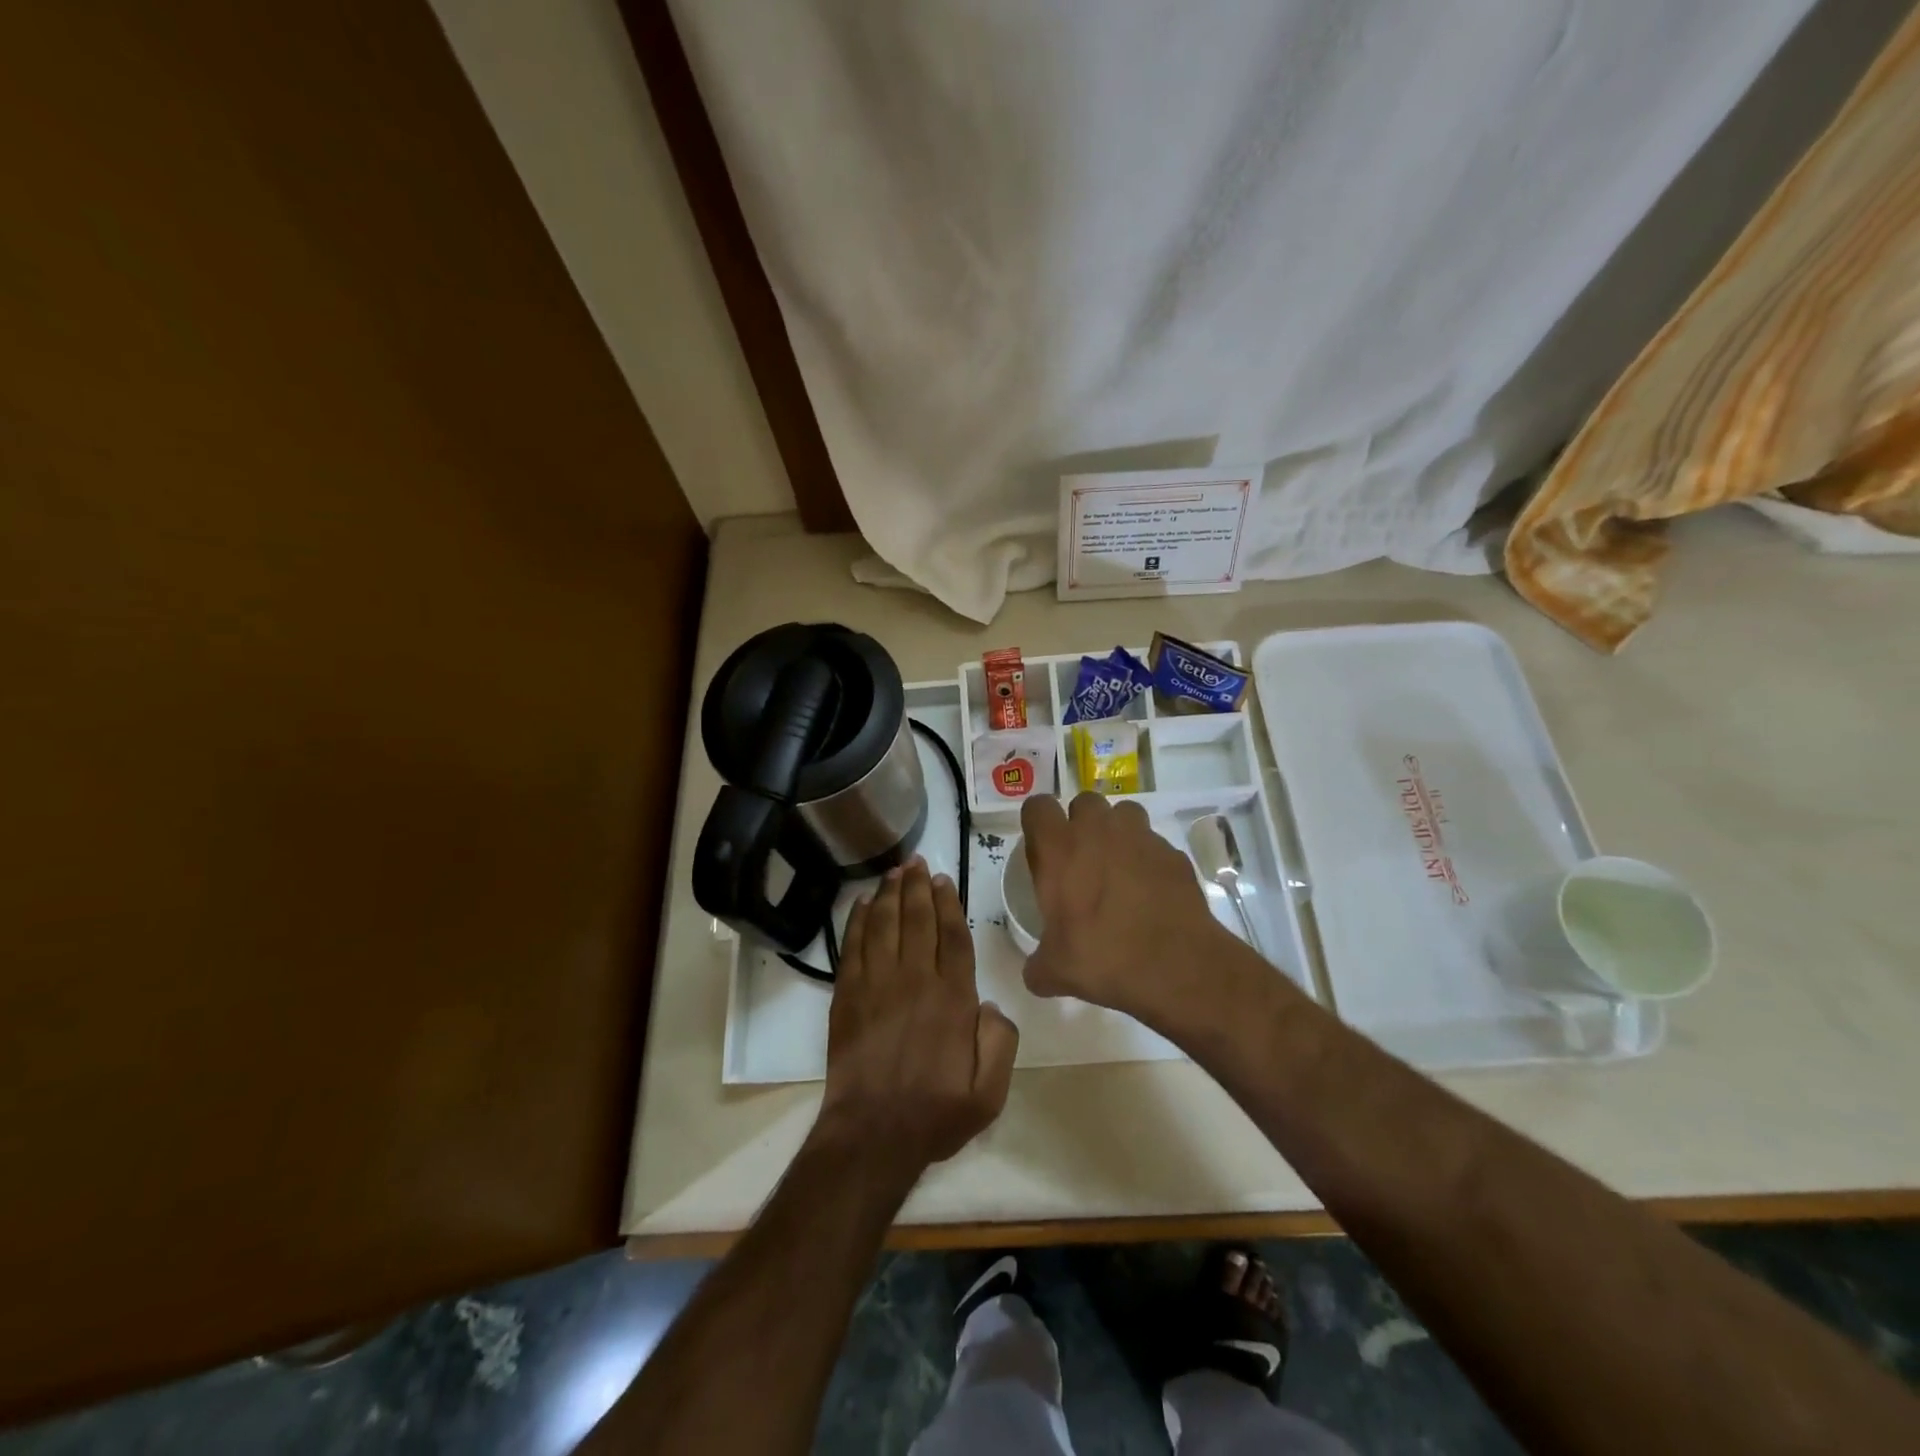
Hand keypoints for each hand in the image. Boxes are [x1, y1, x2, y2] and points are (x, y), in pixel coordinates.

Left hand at [812, 859, 1018, 1186]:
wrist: (872, 1135)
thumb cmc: (934, 1114)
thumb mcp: (989, 1092)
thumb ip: (1000, 1042)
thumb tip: (989, 1005)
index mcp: (952, 999)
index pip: (954, 937)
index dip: (949, 904)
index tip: (944, 880)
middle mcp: (915, 980)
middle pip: (917, 919)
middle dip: (918, 887)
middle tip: (918, 862)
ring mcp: (877, 984)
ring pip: (885, 924)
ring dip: (890, 893)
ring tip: (895, 871)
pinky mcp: (848, 995)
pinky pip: (854, 945)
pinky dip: (859, 920)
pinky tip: (864, 903)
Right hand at [1019, 792, 1237, 1025]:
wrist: (1177, 966)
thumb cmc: (1103, 958)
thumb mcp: (1055, 971)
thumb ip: (1038, 965)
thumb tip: (1035, 973)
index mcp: (1060, 849)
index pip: (1037, 807)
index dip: (1038, 824)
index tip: (1042, 850)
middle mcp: (1098, 830)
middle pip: (1083, 802)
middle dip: (1081, 823)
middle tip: (1081, 860)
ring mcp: (1141, 837)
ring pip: (1123, 813)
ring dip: (1117, 832)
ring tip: (1118, 868)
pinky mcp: (1173, 853)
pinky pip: (1154, 844)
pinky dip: (1149, 860)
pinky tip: (1150, 892)